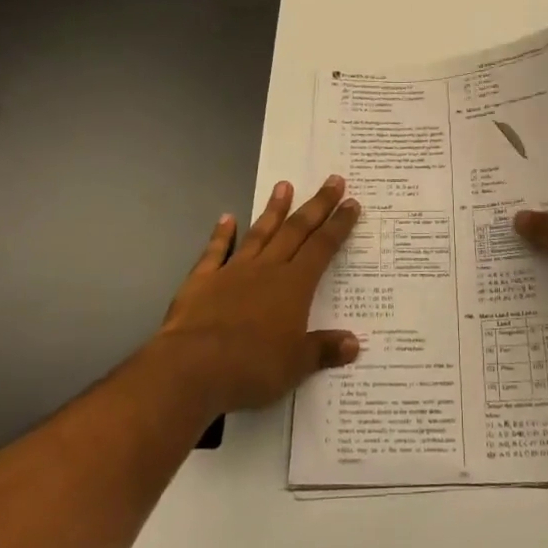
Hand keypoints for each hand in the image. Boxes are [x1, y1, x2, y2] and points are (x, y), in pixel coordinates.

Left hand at [155, 175, 361, 416]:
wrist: (192, 367)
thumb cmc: (252, 366)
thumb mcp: (296, 365)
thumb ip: (323, 350)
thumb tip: (354, 343)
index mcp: (294, 285)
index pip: (322, 247)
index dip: (338, 225)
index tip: (351, 203)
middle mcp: (267, 269)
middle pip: (296, 230)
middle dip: (317, 205)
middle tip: (333, 180)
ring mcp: (233, 270)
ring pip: (259, 233)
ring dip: (273, 209)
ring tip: (284, 185)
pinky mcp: (202, 280)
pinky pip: (215, 251)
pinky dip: (221, 234)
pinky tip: (226, 218)